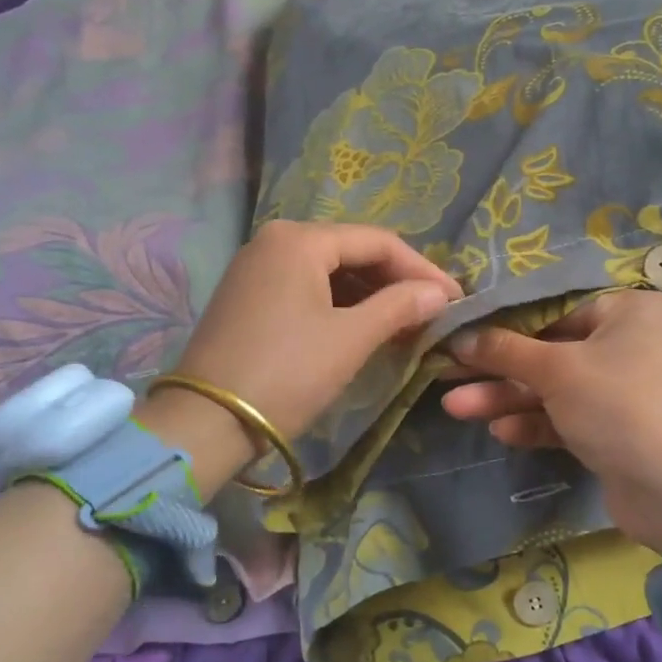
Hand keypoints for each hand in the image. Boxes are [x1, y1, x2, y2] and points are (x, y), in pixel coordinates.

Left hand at [138, 222, 458, 494]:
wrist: (206, 423)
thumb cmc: (287, 372)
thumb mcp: (351, 338)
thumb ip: (400, 306)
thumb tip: (440, 293)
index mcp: (299, 239)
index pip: (378, 242)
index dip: (423, 269)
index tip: (456, 298)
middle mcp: (274, 240)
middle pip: (352, 253)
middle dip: (396, 282)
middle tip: (434, 313)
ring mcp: (256, 268)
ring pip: (330, 272)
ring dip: (371, 296)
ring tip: (407, 325)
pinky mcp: (247, 297)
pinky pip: (307, 289)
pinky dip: (340, 306)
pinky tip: (364, 328)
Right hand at [441, 290, 661, 552]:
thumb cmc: (617, 405)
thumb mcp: (556, 370)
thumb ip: (505, 351)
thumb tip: (460, 337)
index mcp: (626, 311)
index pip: (553, 308)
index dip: (503, 323)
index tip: (461, 332)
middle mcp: (627, 344)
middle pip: (548, 350)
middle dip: (498, 368)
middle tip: (448, 373)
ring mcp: (620, 389)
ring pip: (552, 387)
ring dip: (506, 398)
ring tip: (455, 407)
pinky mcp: (612, 429)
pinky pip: (565, 417)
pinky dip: (534, 422)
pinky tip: (500, 432)